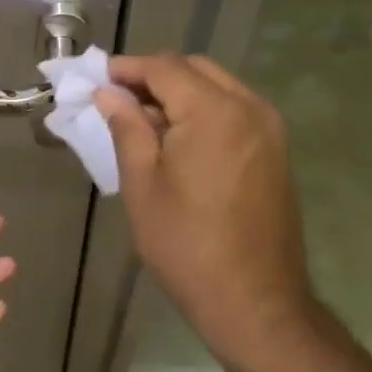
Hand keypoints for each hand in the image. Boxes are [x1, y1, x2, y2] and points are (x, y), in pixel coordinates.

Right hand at [94, 54, 315, 371]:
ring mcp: (269, 129)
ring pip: (217, 87)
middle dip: (153, 76)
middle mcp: (249, 107)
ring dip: (179, 92)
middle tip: (117, 100)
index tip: (96, 80)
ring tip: (143, 120)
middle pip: (194, 69)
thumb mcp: (142, 184)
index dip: (126, 69)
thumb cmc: (187, 245)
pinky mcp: (276, 151)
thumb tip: (109, 94)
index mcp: (214, 111)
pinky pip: (234, 110)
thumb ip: (126, 128)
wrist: (256, 303)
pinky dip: (202, 110)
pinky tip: (177, 139)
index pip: (164, 68)